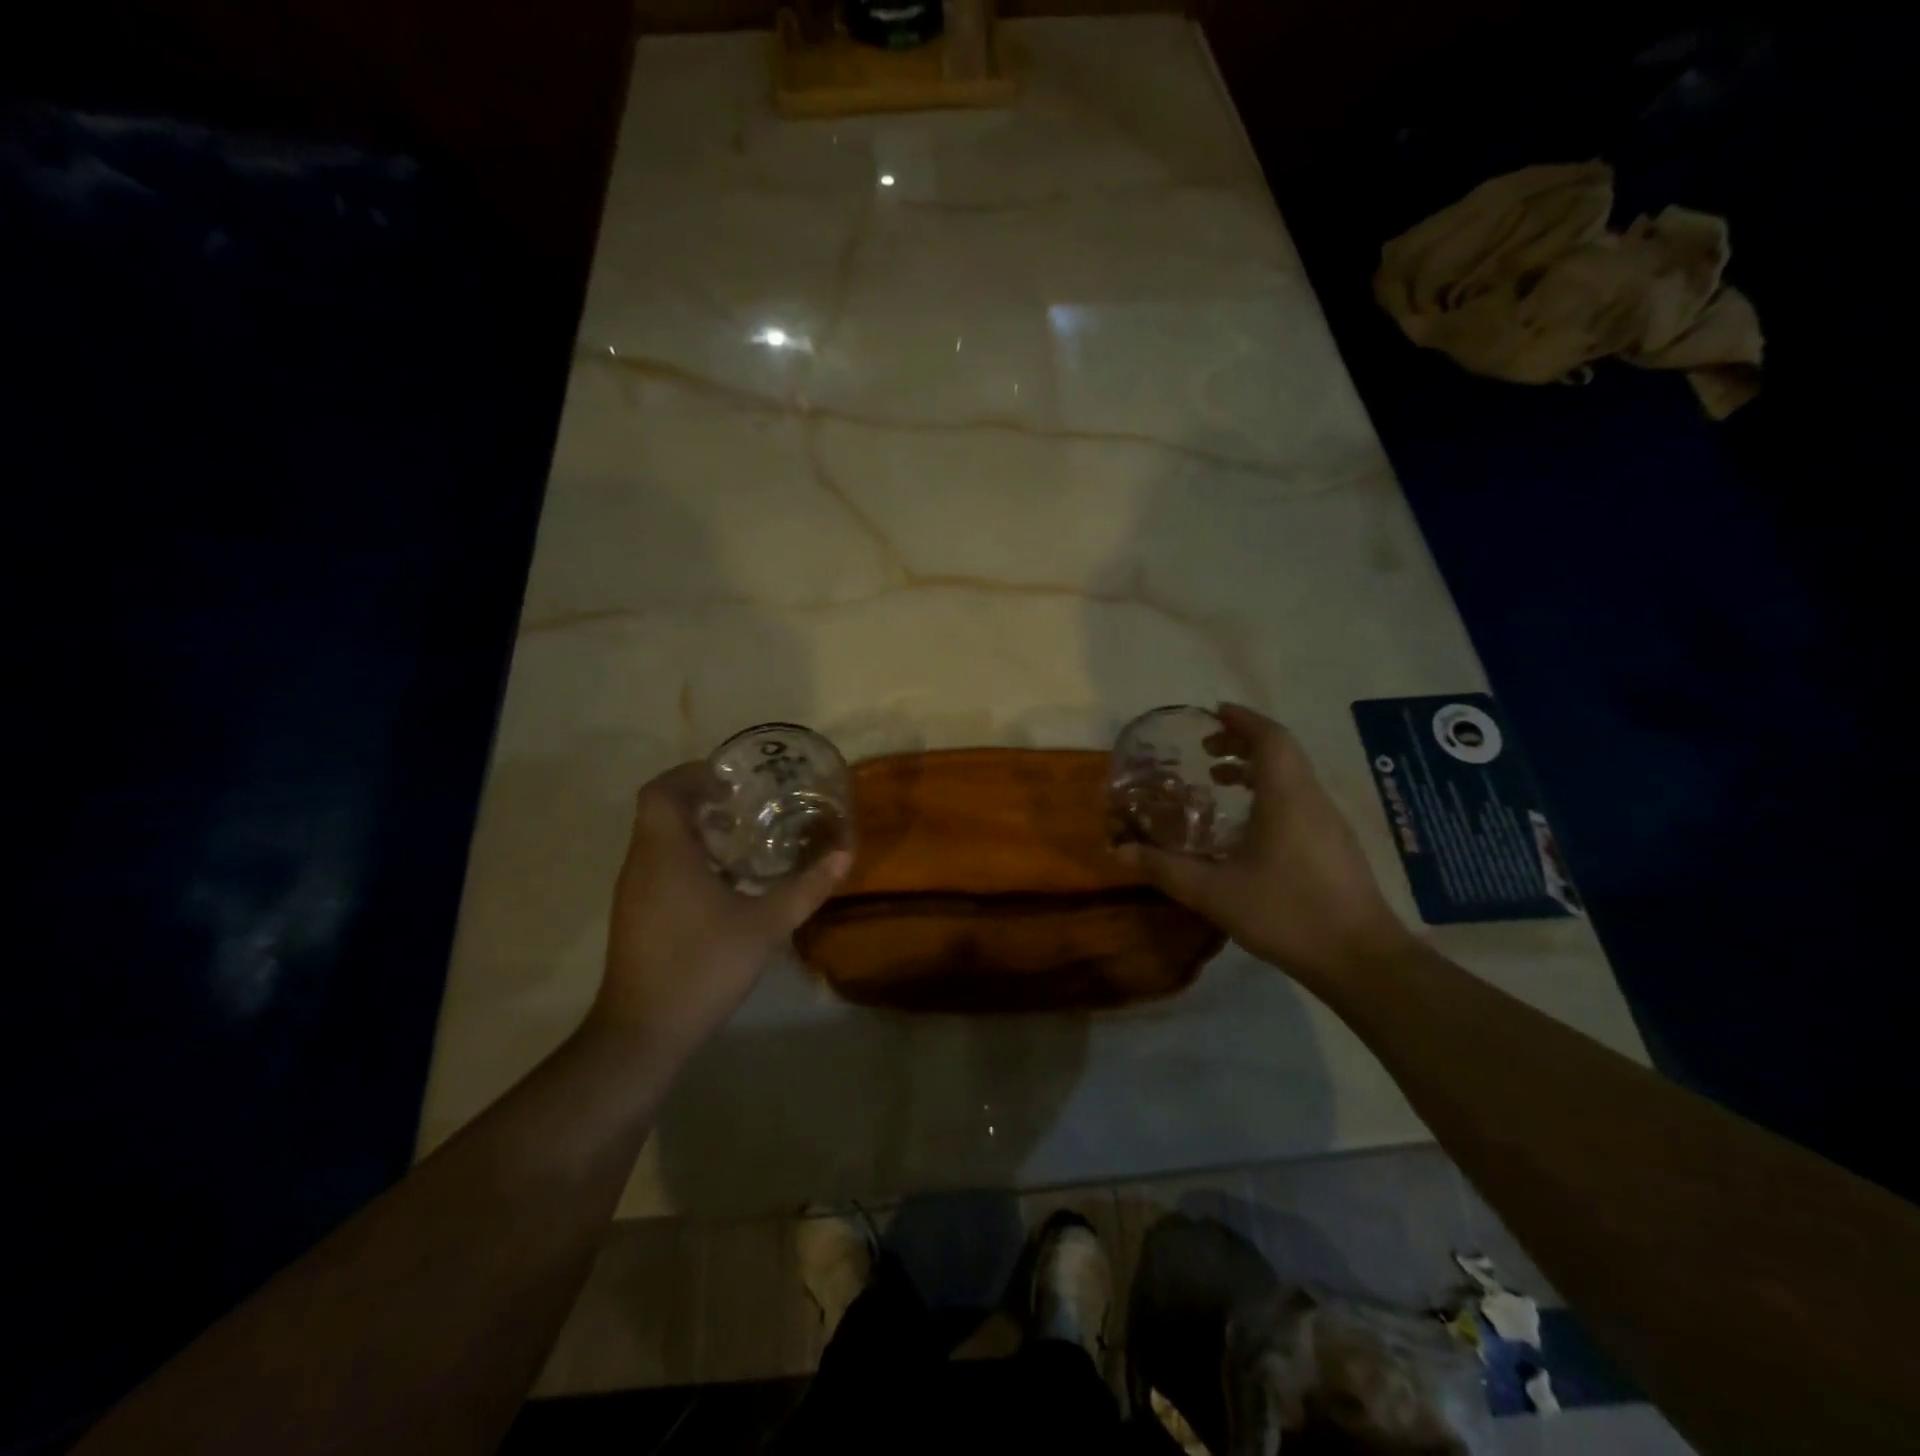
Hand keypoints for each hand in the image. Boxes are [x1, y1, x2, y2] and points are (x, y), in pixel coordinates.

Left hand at [591, 763, 850, 1059]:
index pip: (662, 791)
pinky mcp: (634, 916)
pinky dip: (686, 859)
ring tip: (739, 841)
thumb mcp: (766, 925)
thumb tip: (844, 855)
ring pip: (657, 841)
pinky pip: (657, 867)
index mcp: (665, 853)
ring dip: (693, 831)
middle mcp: (641, 863)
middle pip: (659, 812)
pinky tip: (723, 885)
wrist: (644, 1031)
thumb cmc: (702, 965)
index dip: (692, 775)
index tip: (729, 780)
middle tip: (743, 806)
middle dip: (698, 800)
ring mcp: (633, 892)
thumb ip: (806, 888)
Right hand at [1113, 704, 1412, 986]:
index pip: (1269, 737)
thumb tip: (1118, 851)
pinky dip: (1271, 792)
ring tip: (1221, 780)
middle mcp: (1311, 799)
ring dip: (1258, 768)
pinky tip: (1249, 826)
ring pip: (1293, 776)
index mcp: (1286, 796)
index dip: (1242, 720)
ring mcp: (1329, 823)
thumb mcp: (1214, 893)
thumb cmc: (1286, 913)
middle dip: (1244, 741)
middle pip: (1282, 752)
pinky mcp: (1335, 846)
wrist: (1361, 959)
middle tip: (1207, 749)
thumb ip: (1164, 869)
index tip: (1213, 712)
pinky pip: (1300, 799)